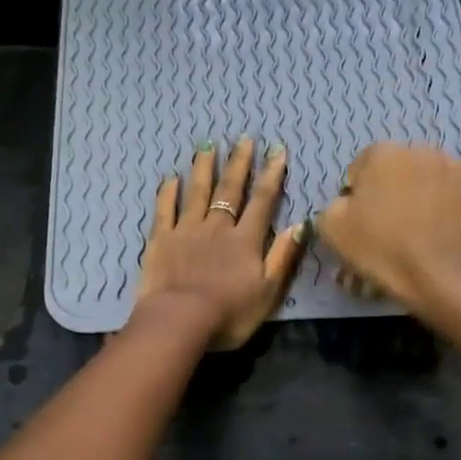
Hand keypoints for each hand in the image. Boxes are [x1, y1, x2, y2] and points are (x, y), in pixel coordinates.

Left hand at [133, 136, 306, 349]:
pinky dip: (168, 193)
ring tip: (209, 146)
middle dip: (239, 164)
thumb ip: (282, 256)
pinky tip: (170, 178)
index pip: (262, 202)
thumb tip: (300, 224)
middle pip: (230, 190)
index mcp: (245, 241)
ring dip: (204, 168)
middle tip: (244, 139)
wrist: (180, 321)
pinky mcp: (160, 240)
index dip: (270, 176)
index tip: (276, 151)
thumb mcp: (268, 291)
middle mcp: (217, 228)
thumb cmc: (229, 314)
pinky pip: (165, 210)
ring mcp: (186, 231)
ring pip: (197, 192)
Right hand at [314, 142, 460, 316]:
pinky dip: (455, 206)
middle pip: (402, 167)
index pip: (364, 164)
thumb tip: (348, 202)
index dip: (360, 191)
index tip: (361, 218)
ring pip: (434, 177)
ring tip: (423, 228)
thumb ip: (333, 205)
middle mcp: (424, 150)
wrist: (440, 280)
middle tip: (391, 224)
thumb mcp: (332, 229)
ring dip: (426, 193)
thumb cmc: (381, 250)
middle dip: (395, 188)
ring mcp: (459, 169)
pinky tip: (447, 231)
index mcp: (384, 153)